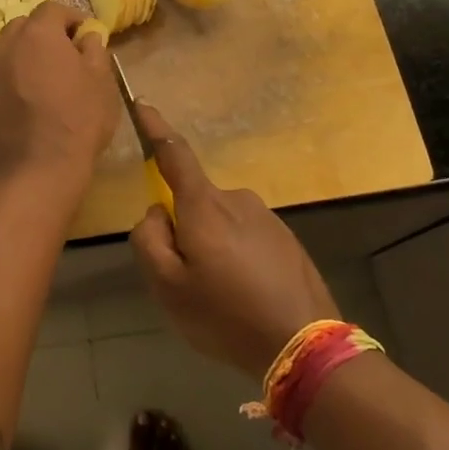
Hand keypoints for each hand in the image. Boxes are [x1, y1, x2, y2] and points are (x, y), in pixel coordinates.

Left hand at [0, 0, 118, 186]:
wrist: (35, 172)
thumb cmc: (77, 120)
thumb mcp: (101, 82)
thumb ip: (94, 51)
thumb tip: (87, 36)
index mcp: (37, 34)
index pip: (53, 9)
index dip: (73, 18)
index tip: (88, 36)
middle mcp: (6, 46)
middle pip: (25, 26)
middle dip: (46, 33)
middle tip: (68, 55)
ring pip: (9, 51)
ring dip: (28, 56)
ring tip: (49, 79)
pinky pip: (1, 77)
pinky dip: (16, 79)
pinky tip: (33, 102)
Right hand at [129, 104, 339, 379]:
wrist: (306, 345)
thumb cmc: (227, 315)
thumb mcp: (168, 287)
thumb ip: (149, 240)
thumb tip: (158, 212)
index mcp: (204, 205)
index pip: (174, 153)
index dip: (155, 128)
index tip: (142, 104)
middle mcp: (236, 198)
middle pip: (195, 202)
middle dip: (185, 230)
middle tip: (190, 281)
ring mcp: (265, 217)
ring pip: (221, 224)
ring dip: (214, 248)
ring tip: (223, 298)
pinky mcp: (286, 238)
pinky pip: (246, 238)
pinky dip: (238, 259)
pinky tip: (248, 297)